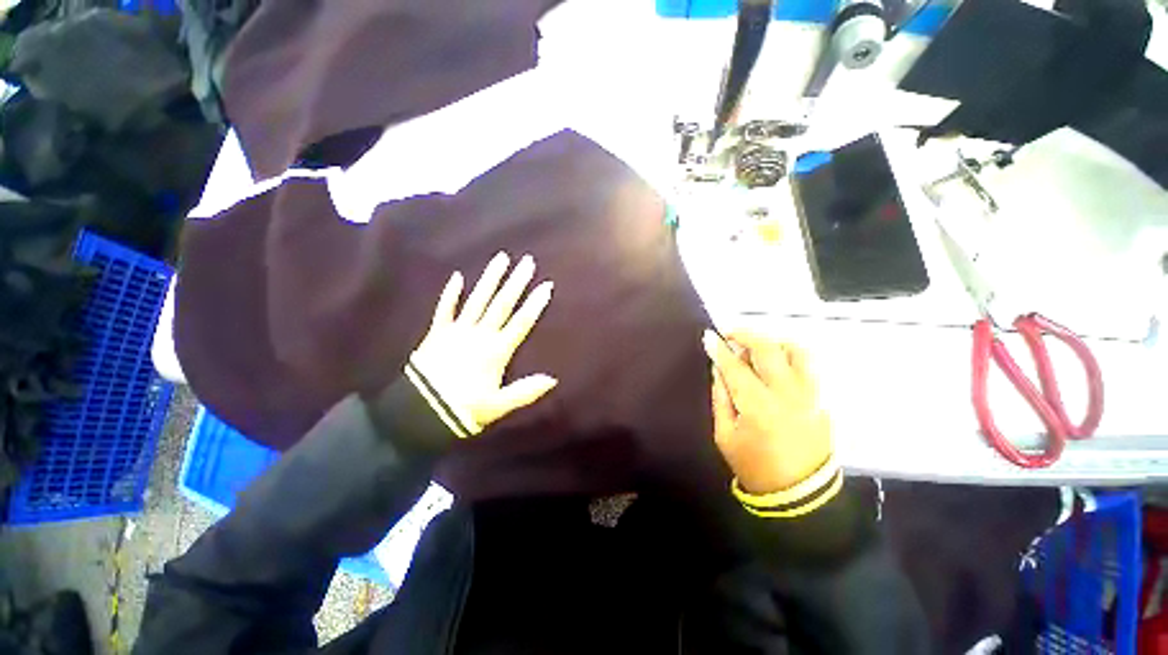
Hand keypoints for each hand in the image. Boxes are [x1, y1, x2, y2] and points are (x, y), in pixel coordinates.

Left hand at [411, 252, 556, 431]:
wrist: (419, 412)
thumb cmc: (464, 409)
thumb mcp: (499, 405)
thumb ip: (526, 391)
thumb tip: (553, 380)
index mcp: (497, 350)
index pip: (521, 322)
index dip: (535, 304)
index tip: (546, 285)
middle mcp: (480, 334)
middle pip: (502, 304)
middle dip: (516, 282)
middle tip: (527, 261)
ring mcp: (458, 330)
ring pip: (478, 299)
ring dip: (490, 278)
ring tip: (501, 258)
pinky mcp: (438, 333)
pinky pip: (445, 309)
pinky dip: (451, 293)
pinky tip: (457, 276)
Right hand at [704, 330, 832, 494]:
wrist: (800, 495)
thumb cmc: (754, 466)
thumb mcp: (724, 434)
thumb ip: (721, 397)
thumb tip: (719, 368)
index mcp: (758, 407)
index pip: (735, 367)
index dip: (720, 349)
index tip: (709, 336)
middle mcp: (788, 395)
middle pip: (768, 350)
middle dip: (746, 335)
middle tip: (730, 334)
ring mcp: (811, 396)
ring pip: (797, 352)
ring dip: (773, 342)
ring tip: (757, 347)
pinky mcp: (823, 400)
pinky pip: (809, 367)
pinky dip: (790, 356)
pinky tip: (776, 362)